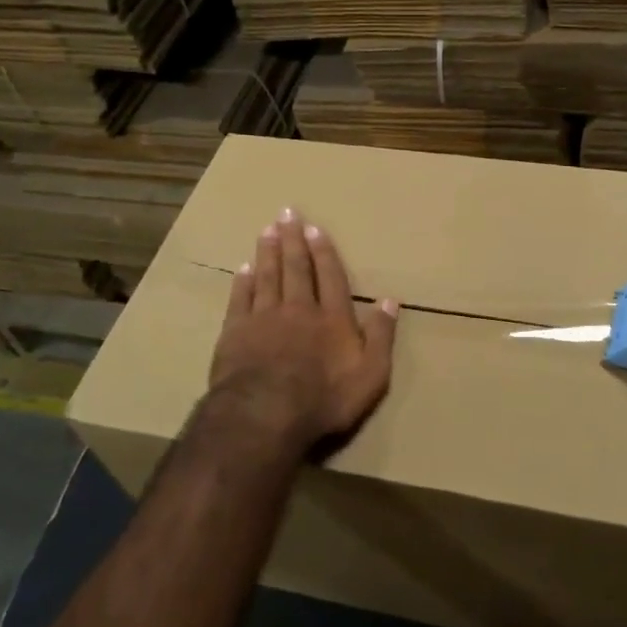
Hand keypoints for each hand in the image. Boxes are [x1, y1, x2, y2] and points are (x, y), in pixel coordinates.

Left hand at [210, 207, 399, 453]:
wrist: (265, 413)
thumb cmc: (324, 398)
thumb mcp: (371, 375)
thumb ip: (381, 336)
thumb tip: (390, 301)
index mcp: (333, 318)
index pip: (330, 277)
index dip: (324, 251)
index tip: (315, 228)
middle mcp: (299, 309)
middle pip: (296, 268)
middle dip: (293, 240)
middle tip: (287, 213)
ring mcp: (264, 318)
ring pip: (267, 276)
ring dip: (268, 251)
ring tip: (267, 229)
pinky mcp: (236, 331)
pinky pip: (240, 298)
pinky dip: (243, 281)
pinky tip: (243, 267)